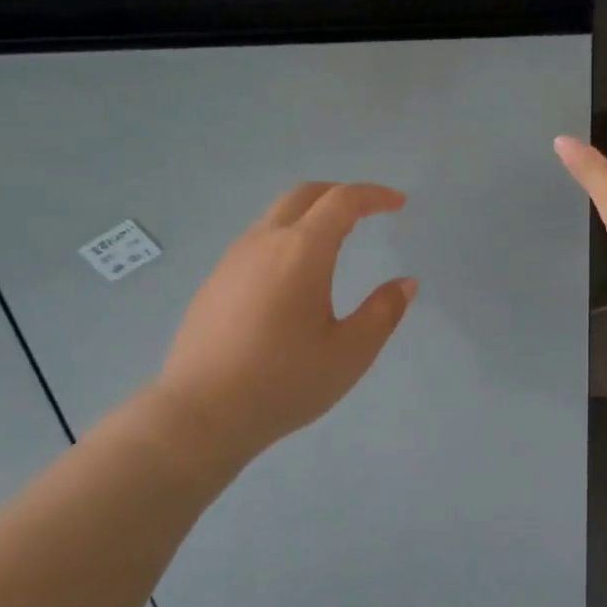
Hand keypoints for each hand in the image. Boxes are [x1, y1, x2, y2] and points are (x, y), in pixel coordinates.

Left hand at [146, 182, 416, 464]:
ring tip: (335, 242)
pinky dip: (286, 239)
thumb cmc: (284, 382)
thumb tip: (405, 283)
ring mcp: (233, 260)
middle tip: (367, 210)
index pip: (342, 200)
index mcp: (302, 251)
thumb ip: (383, 312)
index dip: (374, 195)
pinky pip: (257, 242)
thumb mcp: (349, 353)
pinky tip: (293, 277)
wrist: (200, 413)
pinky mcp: (214, 281)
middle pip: (304, 195)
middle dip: (340, 193)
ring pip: (276, 216)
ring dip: (310, 215)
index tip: (398, 203)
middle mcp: (264, 242)